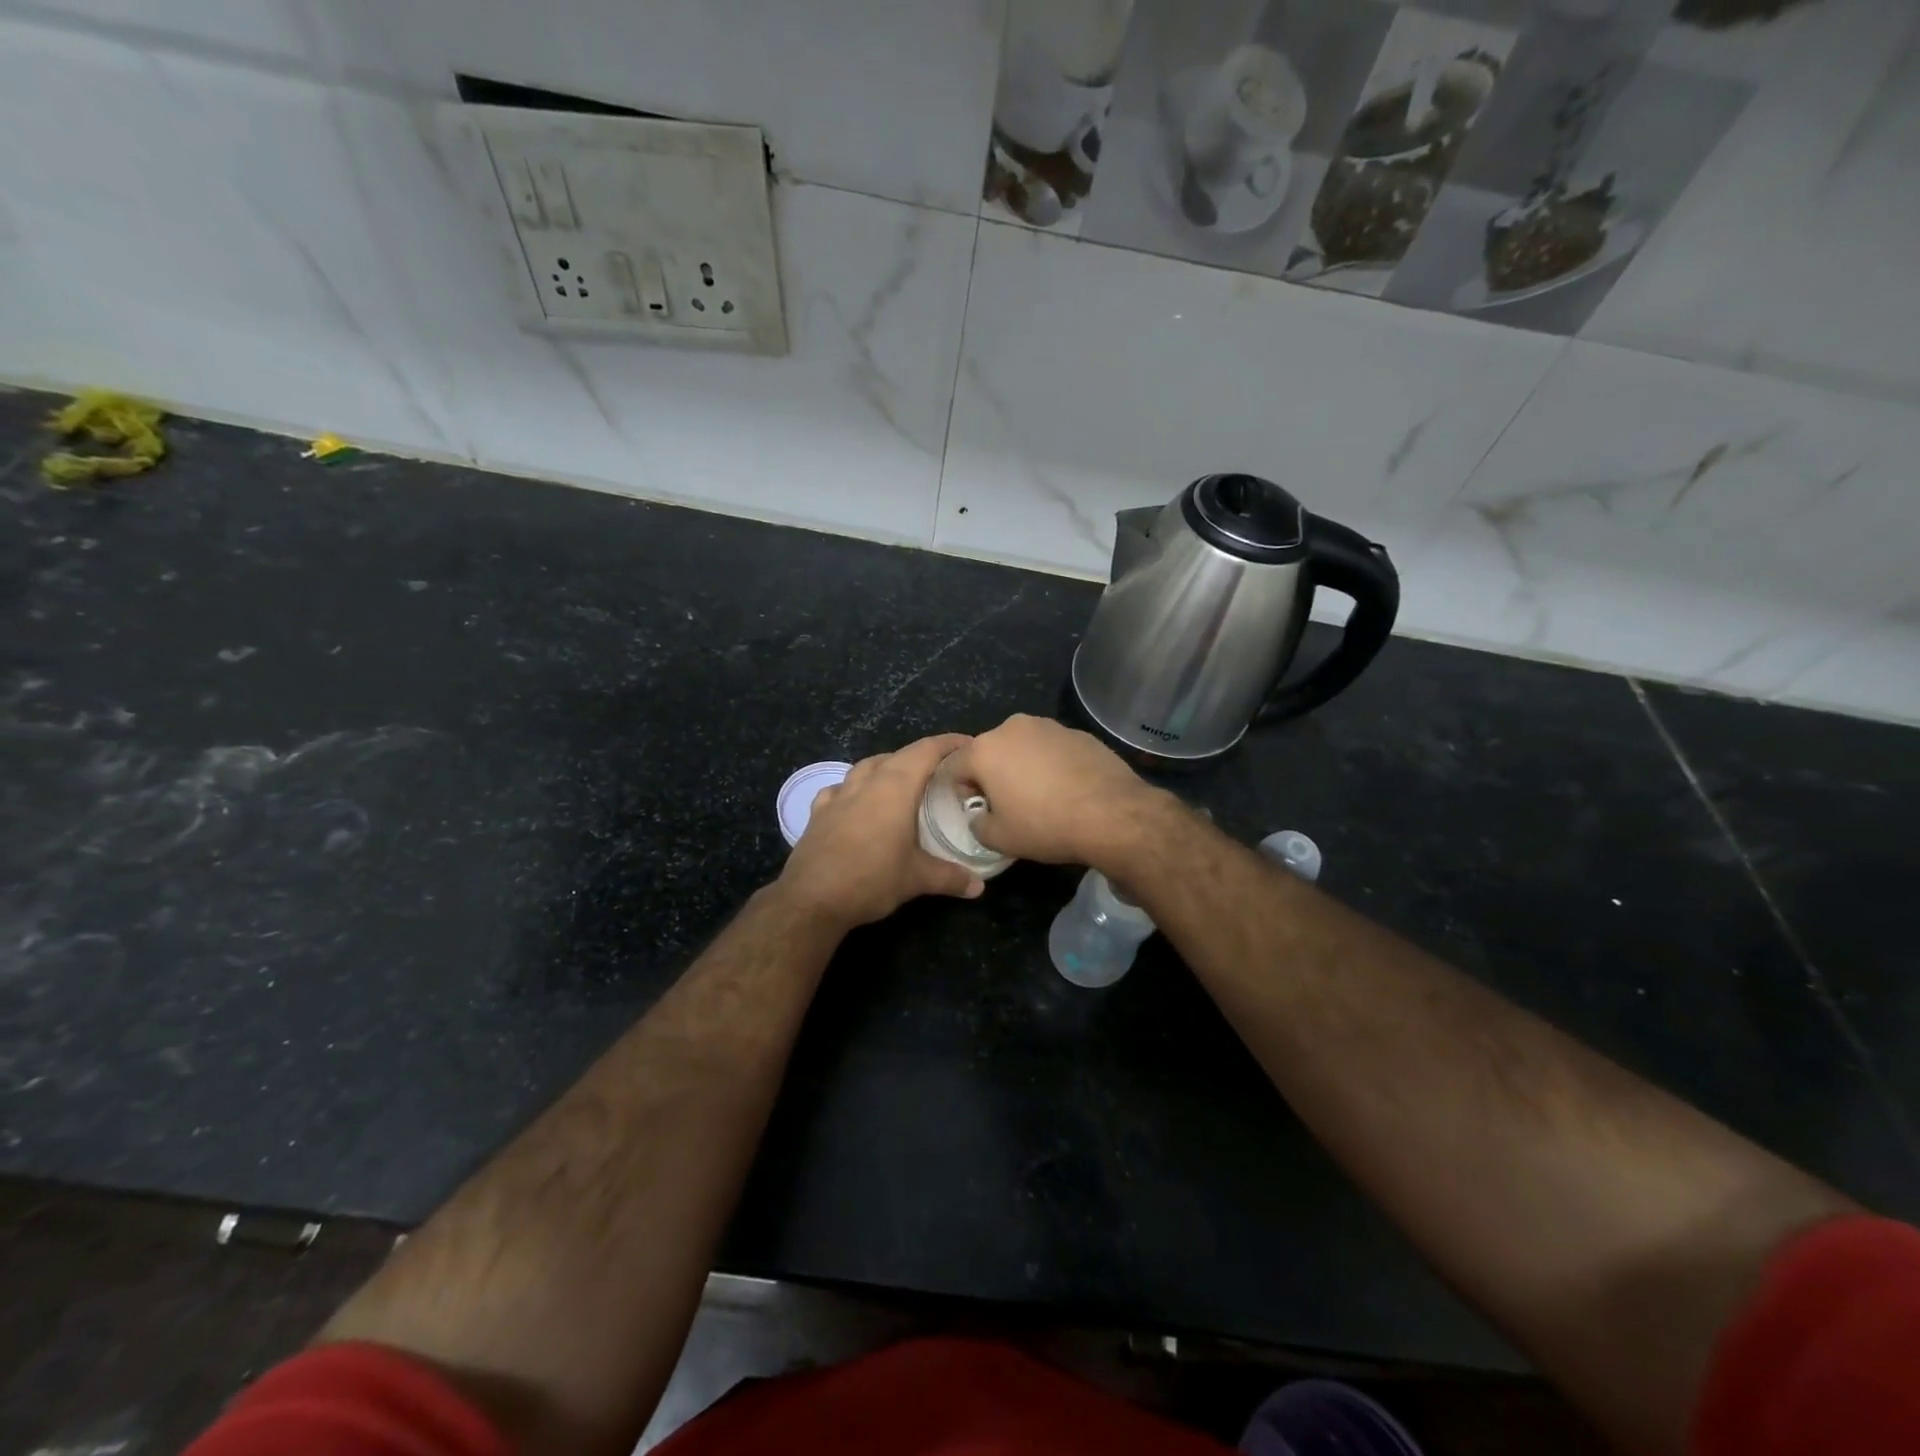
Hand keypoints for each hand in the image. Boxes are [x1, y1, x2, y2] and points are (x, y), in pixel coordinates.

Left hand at [777, 733, 984, 929]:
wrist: (811, 899)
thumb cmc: (871, 879)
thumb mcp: (917, 879)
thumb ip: (950, 878)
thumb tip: (979, 887)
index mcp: (895, 787)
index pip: (926, 751)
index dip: (949, 743)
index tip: (969, 744)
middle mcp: (866, 782)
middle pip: (898, 755)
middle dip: (921, 756)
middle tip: (942, 771)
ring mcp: (838, 795)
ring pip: (867, 766)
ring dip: (887, 767)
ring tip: (903, 781)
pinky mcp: (818, 812)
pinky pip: (841, 788)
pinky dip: (856, 788)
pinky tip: (858, 802)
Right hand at [947, 714, 1165, 867]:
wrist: (1112, 814)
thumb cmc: (1045, 825)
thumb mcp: (999, 838)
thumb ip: (977, 824)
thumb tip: (980, 815)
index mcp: (986, 749)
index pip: (953, 766)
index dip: (958, 790)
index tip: (974, 809)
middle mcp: (1013, 727)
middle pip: (989, 752)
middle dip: (991, 775)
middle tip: (1006, 804)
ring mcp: (1049, 726)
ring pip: (1023, 747)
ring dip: (1022, 767)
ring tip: (1040, 797)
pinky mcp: (1079, 733)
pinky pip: (1053, 750)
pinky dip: (1051, 765)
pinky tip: (1067, 790)